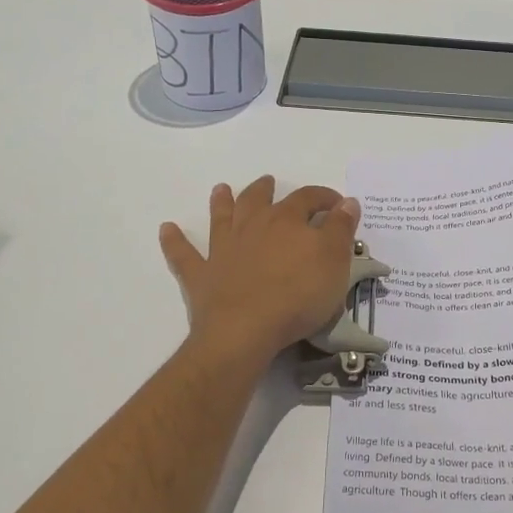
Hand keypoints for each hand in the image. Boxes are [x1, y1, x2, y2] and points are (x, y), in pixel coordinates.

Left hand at [160, 177, 360, 367]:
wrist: (246, 330)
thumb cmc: (298, 295)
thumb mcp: (334, 260)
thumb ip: (341, 228)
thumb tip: (346, 202)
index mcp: (287, 220)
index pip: (309, 198)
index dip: (325, 198)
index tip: (338, 204)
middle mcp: (252, 226)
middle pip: (259, 199)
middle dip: (266, 189)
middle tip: (269, 182)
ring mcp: (223, 249)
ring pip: (222, 217)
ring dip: (222, 202)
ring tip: (221, 189)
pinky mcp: (201, 276)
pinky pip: (183, 254)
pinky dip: (174, 241)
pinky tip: (166, 229)